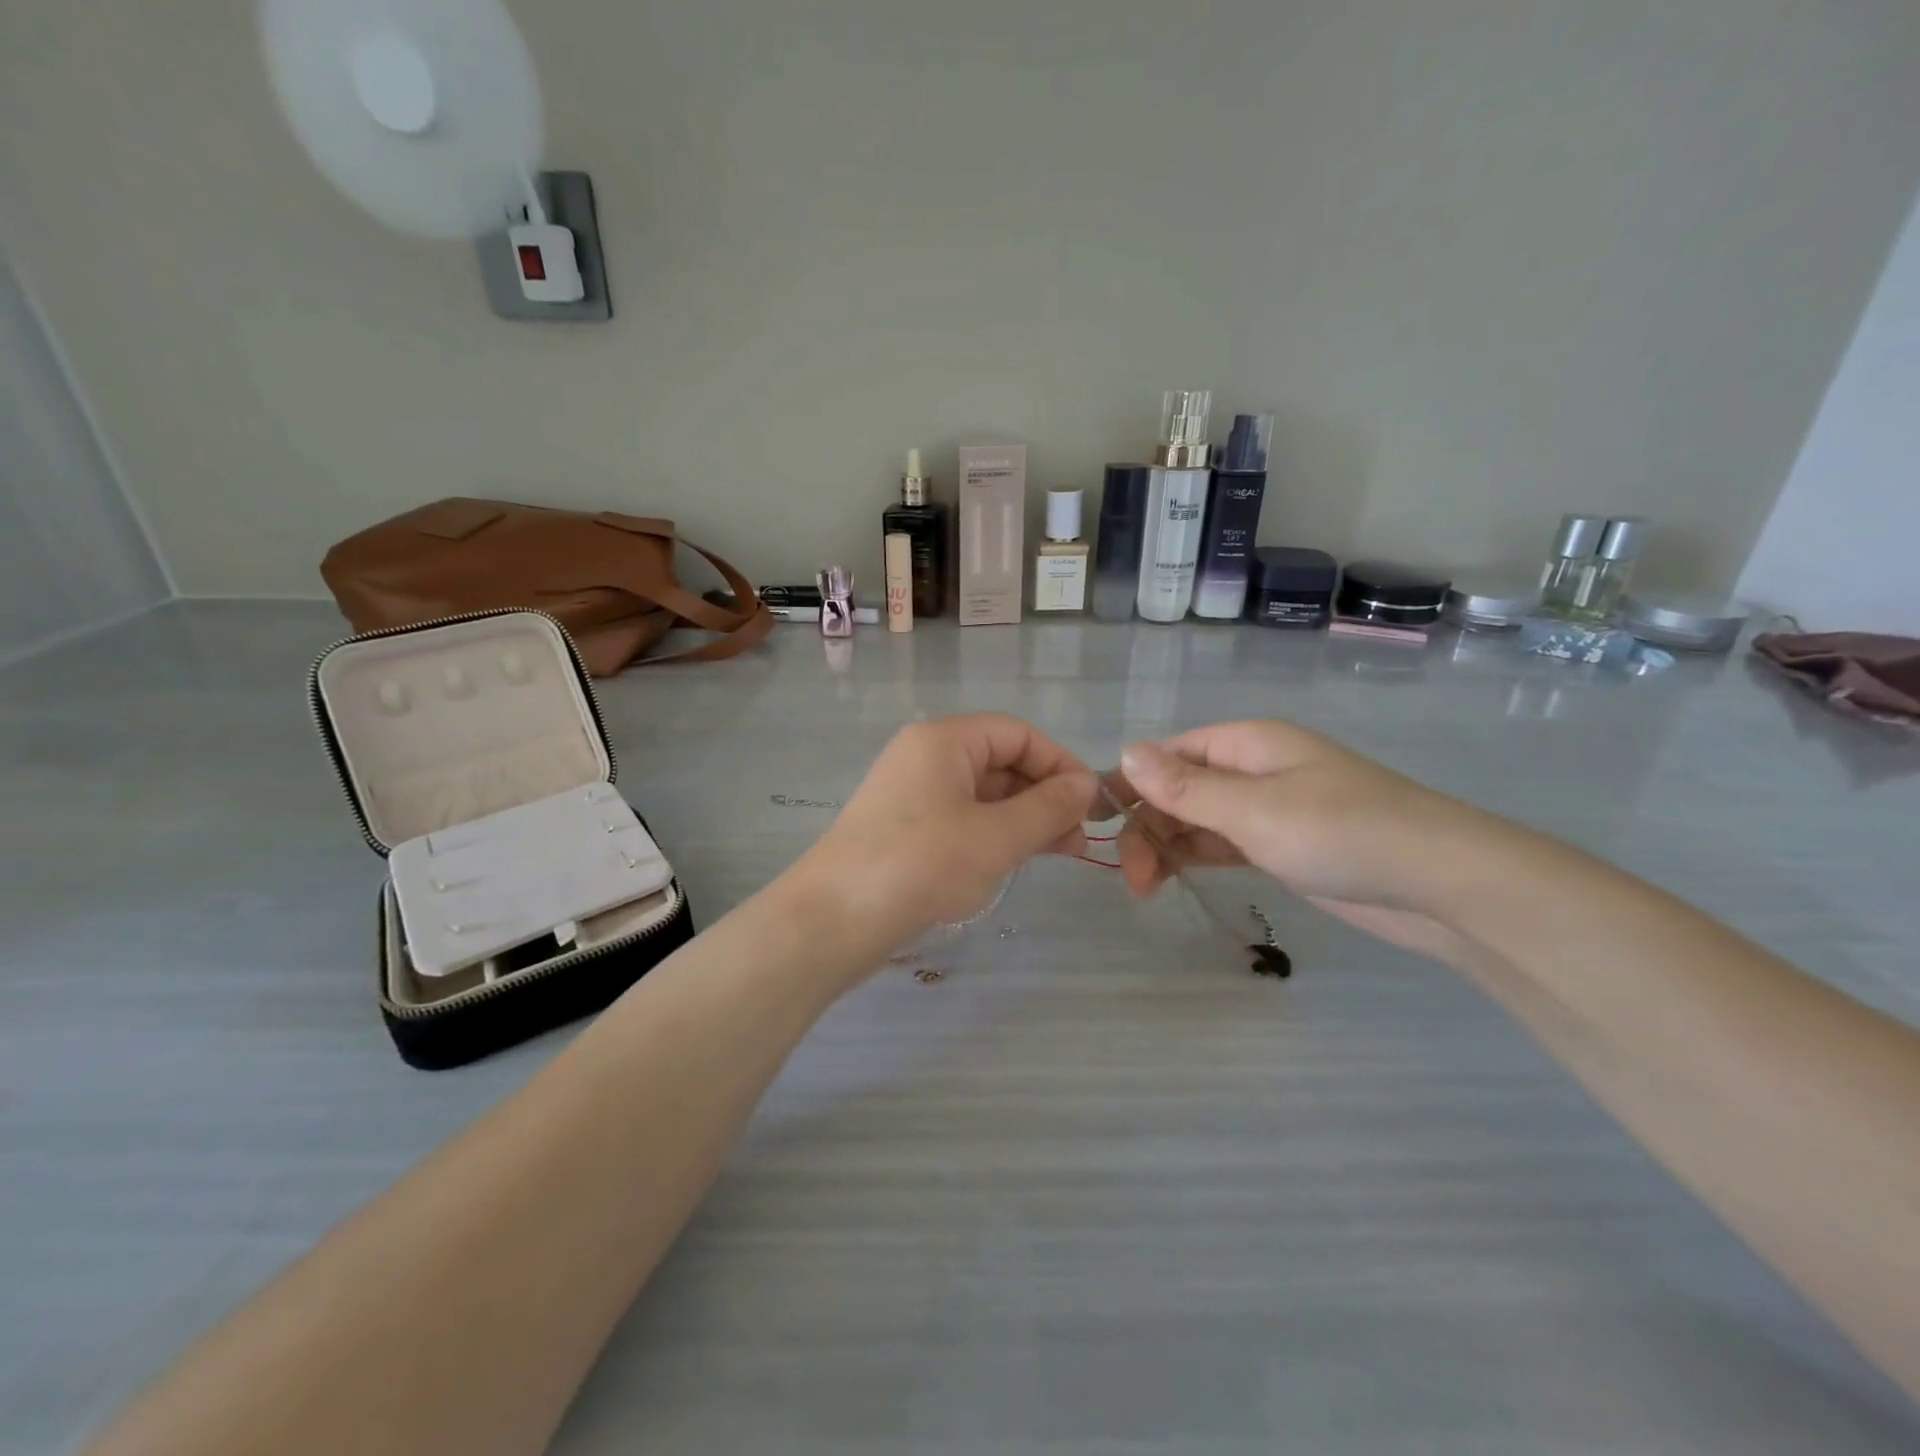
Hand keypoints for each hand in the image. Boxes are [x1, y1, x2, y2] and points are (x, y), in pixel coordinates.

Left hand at [797, 715, 1098, 955]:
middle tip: (1078, 838)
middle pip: (1000, 761)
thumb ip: (1048, 807)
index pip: (1018, 734)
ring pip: (982, 794)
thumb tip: (1088, 785)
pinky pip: (960, 818)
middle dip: (1044, 795)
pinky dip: (993, 834)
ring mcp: (911, 793)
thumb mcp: (997, 837)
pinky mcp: (903, 827)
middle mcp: (925, 756)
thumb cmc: (922, 865)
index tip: (1091, 804)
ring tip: (1058, 853)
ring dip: (1022, 818)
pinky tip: (1014, 860)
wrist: (833, 920)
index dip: (1060, 764)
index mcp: (944, 740)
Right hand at [1110, 722, 1500, 963]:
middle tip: (1134, 879)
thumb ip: (1185, 787)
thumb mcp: (1254, 809)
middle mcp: (1255, 769)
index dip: (1131, 782)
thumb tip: (1124, 751)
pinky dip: (1196, 856)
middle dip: (1148, 825)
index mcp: (1248, 743)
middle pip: (1180, 788)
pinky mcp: (1283, 846)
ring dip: (1167, 845)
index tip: (1097, 822)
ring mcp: (1270, 809)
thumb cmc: (1343, 832)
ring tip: (1146, 887)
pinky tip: (1173, 877)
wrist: (1442, 885)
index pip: (1170, 753)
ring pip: (1199, 819)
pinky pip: (1223, 843)